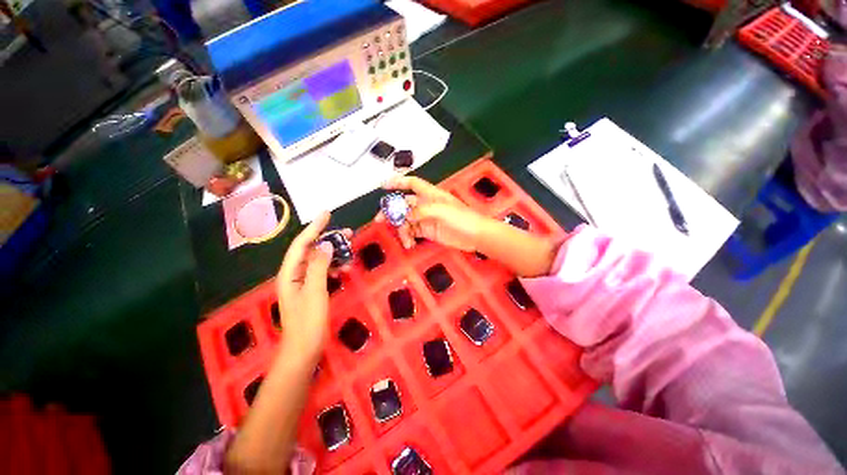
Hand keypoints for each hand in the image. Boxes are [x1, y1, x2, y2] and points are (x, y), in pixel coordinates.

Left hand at [276, 211, 348, 362]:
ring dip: (333, 254)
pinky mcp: (311, 290)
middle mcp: (294, 275)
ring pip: (319, 261)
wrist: (303, 350)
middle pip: (311, 250)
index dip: (314, 227)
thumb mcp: (315, 292)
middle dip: (328, 239)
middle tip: (348, 232)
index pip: (302, 244)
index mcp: (290, 273)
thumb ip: (319, 266)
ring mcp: (303, 283)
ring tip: (350, 250)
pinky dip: (333, 268)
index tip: (327, 214)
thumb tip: (326, 244)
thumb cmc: (308, 322)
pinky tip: (344, 270)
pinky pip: (322, 272)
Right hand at [376, 176, 486, 250]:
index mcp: (430, 194)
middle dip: (391, 211)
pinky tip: (409, 244)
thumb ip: (421, 211)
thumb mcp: (441, 211)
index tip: (383, 186)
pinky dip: (408, 237)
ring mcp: (426, 218)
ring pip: (406, 220)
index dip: (398, 182)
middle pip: (403, 204)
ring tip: (405, 241)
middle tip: (379, 220)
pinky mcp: (428, 231)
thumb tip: (405, 216)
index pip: (412, 183)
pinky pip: (412, 232)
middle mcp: (425, 204)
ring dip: (401, 229)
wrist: (475, 236)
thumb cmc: (461, 218)